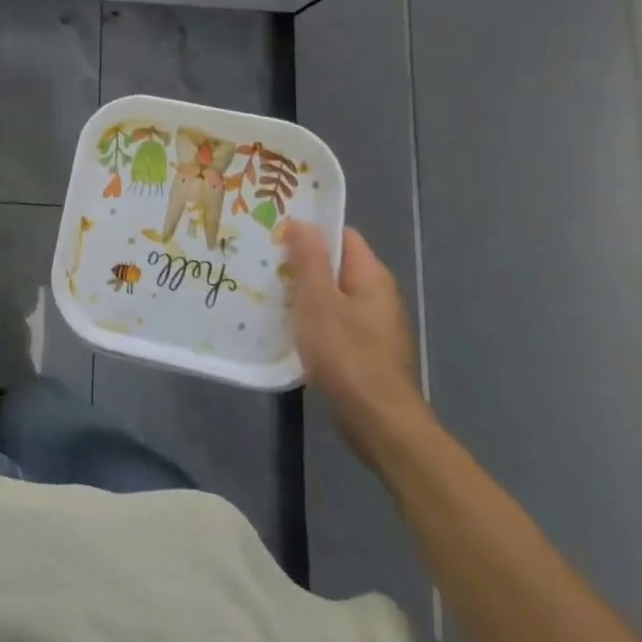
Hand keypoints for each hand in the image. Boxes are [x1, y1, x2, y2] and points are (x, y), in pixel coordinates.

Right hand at [278, 221, 433, 469]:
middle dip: (301, 262)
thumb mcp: (318, 300)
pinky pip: (334, 319)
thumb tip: (302, 221)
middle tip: (263, 262)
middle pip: (336, 265)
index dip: (310, 231)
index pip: (342, 236)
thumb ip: (309, 259)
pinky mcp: (365, 348)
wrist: (377, 420)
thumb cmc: (346, 353)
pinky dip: (312, 318)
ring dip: (303, 292)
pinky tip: (287, 326)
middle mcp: (378, 294)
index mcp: (371, 275)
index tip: (274, 234)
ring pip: (332, 294)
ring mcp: (374, 323)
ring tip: (266, 292)